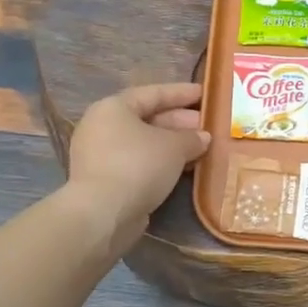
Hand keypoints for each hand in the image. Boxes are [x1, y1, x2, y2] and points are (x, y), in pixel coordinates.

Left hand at [65, 82, 211, 251]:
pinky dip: (161, 164)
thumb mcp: (173, 147)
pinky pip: (139, 164)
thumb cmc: (138, 165)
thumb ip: (191, 138)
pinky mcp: (105, 181)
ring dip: (172, 145)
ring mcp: (100, 155)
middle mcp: (102, 127)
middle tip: (207, 125)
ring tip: (201, 148)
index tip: (204, 93)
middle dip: (179, 122)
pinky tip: (183, 169)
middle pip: (147, 119)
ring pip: (144, 144)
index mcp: (114, 108)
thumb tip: (203, 137)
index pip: (153, 94)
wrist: (103, 213)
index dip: (181, 93)